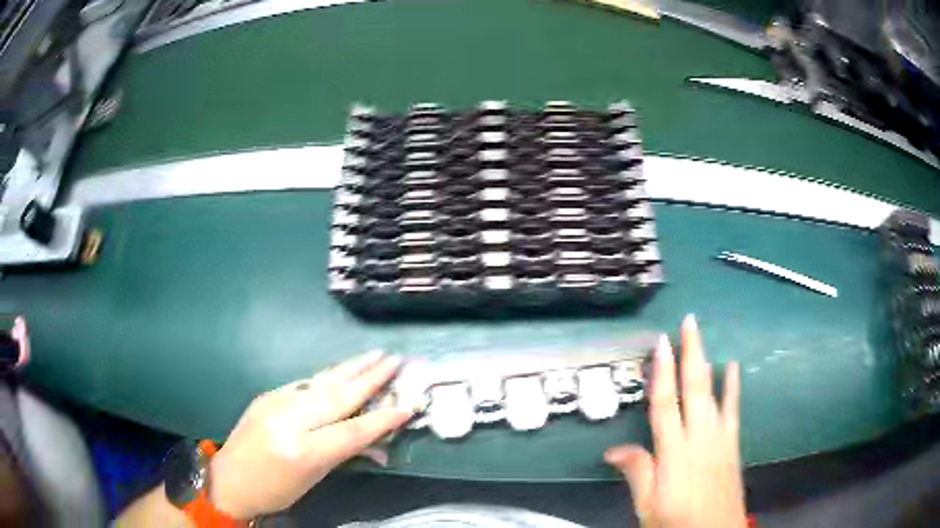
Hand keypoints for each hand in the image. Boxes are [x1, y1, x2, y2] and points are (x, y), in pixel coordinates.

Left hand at [208, 351, 411, 519]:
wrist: (229, 480)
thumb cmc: (275, 490)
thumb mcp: (314, 479)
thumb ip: (345, 454)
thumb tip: (378, 443)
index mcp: (302, 450)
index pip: (351, 431)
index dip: (383, 419)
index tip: (408, 405)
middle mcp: (288, 420)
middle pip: (337, 396)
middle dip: (368, 378)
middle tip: (394, 360)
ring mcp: (274, 402)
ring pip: (320, 382)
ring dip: (350, 368)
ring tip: (374, 355)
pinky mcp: (267, 394)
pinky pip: (304, 384)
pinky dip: (328, 377)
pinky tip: (341, 371)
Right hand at [605, 315, 744, 527]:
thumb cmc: (678, 521)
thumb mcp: (648, 506)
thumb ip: (637, 474)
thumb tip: (613, 451)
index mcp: (674, 453)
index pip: (665, 405)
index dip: (662, 373)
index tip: (660, 344)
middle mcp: (699, 438)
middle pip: (693, 389)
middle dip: (690, 354)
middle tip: (688, 323)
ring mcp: (720, 438)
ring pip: (712, 393)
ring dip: (707, 362)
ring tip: (702, 337)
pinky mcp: (732, 442)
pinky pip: (732, 408)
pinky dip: (732, 386)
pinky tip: (732, 367)